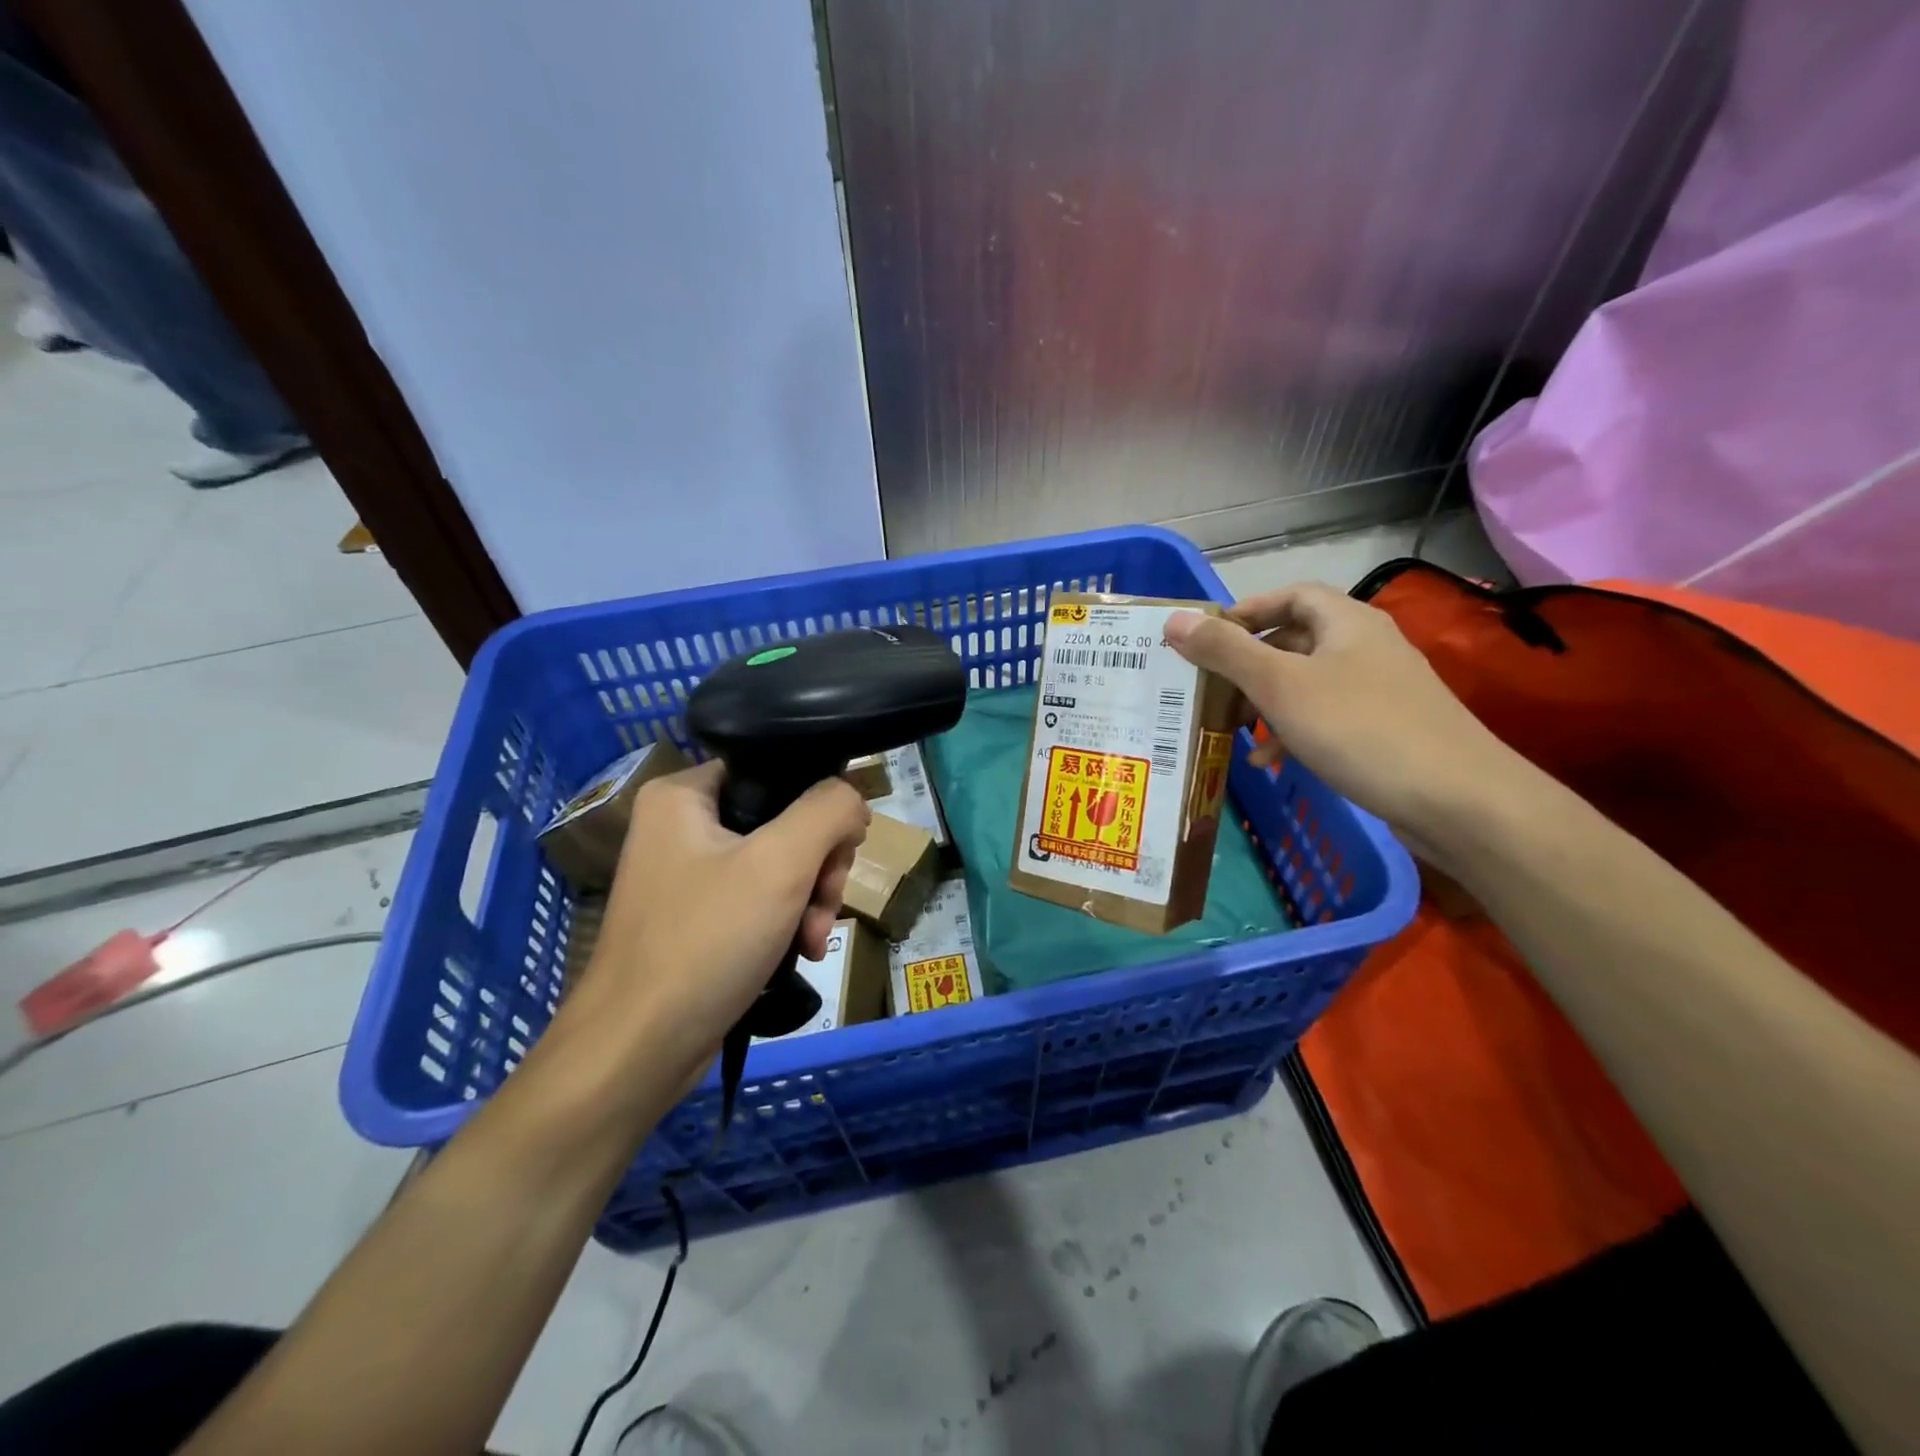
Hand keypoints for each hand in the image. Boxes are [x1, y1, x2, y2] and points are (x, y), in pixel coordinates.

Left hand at [571, 761, 869, 1081]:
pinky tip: (801, 952)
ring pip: (779, 864)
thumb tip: (852, 800)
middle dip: (819, 866)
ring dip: (811, 900)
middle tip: (825, 903)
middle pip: (784, 820)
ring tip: (813, 938)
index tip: (844, 848)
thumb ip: (828, 811)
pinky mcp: (698, 918)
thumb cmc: (706, 941)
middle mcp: (681, 825)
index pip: (776, 771)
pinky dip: (787, 922)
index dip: (820, 804)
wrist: (639, 1051)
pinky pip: (760, 899)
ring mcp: (689, 875)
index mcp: (683, 794)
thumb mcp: (780, 863)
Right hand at [1165, 582, 1519, 856]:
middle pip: (1295, 640)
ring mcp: (1381, 689)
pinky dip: (1294, 732)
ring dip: (1267, 704)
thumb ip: (1226, 652)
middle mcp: (1367, 646)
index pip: (1290, 595)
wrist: (1458, 800)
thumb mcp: (1281, 686)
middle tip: (1213, 690)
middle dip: (1249, 665)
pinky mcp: (1387, 728)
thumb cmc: (1360, 729)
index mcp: (1347, 622)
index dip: (1247, 611)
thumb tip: (1174, 620)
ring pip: (1308, 683)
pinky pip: (1327, 717)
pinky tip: (1274, 762)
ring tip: (1236, 734)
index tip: (1207, 639)